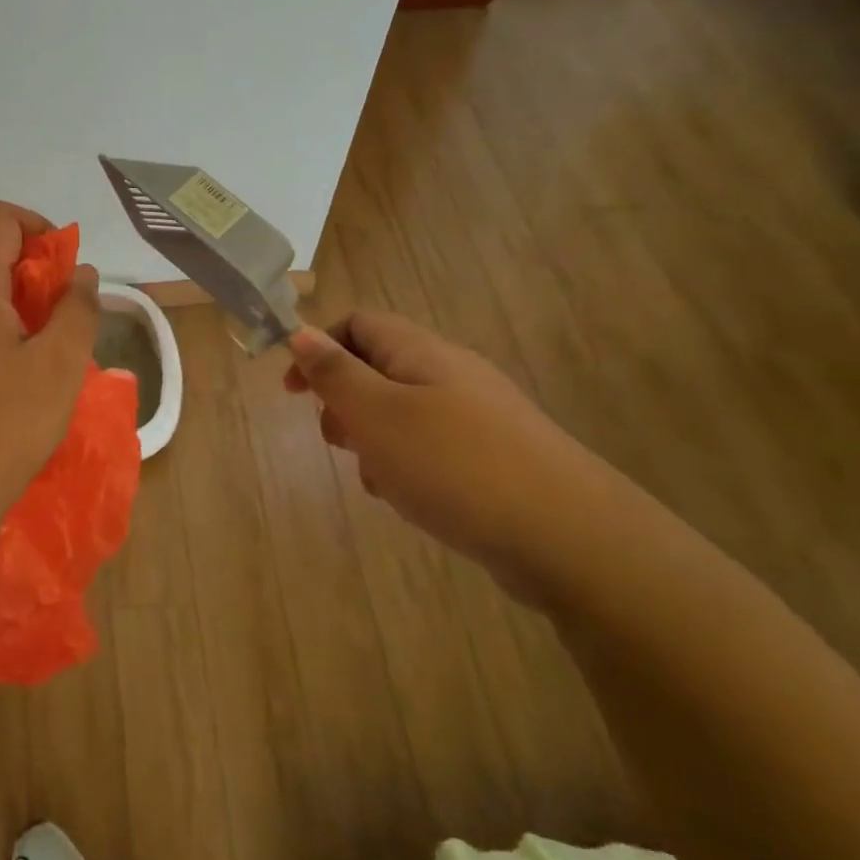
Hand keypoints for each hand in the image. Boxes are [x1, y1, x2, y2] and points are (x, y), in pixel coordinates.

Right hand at [286, 312, 616, 599]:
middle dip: (344, 403)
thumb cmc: (454, 465)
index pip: (358, 323)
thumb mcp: (378, 414)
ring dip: (372, 442)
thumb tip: (301, 331)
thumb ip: (335, 373)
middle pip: (377, 370)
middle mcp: (449, 374)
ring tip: (378, 479)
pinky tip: (410, 500)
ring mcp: (474, 417)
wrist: (567, 536)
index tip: (292, 392)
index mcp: (421, 352)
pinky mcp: (488, 458)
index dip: (318, 348)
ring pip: (399, 415)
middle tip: (337, 441)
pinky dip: (405, 468)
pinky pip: (428, 449)